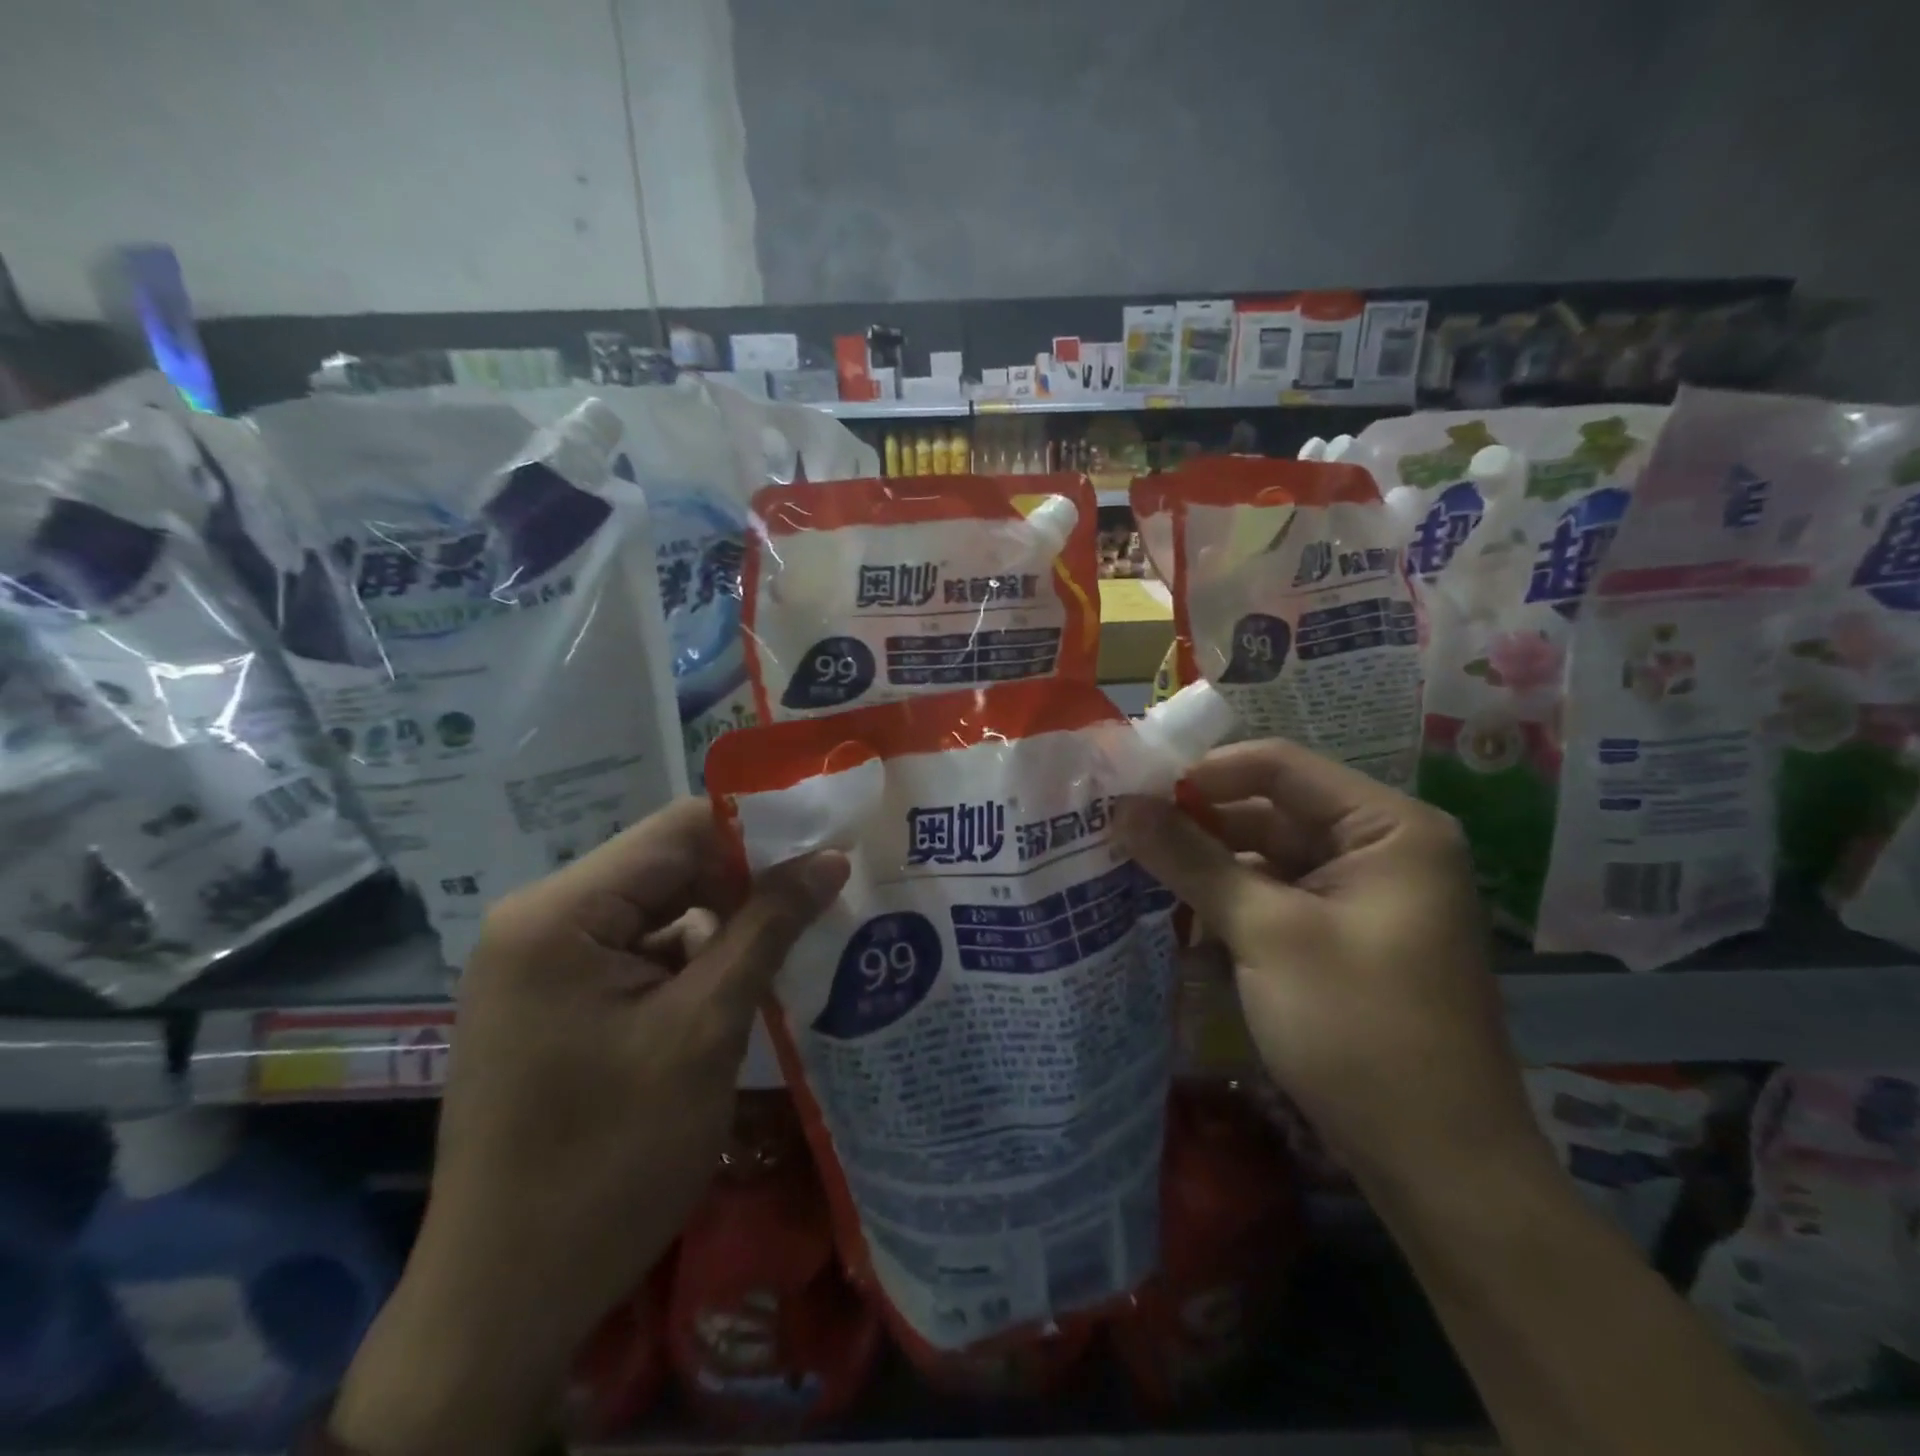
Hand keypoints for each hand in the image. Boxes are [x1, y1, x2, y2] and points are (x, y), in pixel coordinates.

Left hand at [332, 798, 847, 1455]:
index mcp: (558, 914)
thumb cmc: (610, 1160)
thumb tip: (831, 857)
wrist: (507, 1303)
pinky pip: (640, 954)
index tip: (828, 848)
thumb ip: (768, 928)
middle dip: (746, 883)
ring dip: (726, 925)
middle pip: (666, 869)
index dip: (758, 832)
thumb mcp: (705, 1031)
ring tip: (801, 937)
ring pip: (659, 912)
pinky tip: (747, 982)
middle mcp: (540, 923)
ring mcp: (543, 965)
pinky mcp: (557, 1003)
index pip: (676, 831)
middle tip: (825, 898)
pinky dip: (695, 961)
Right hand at [1118, 740, 1547, 1192]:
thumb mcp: (1267, 933)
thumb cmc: (1360, 1030)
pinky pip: (1275, 897)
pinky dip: (1228, 902)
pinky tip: (1174, 913)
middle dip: (1197, 822)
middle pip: (1272, 810)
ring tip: (1132, 866)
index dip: (1204, 772)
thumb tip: (1120, 806)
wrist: (1437, 1168)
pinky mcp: (1342, 937)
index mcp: (1389, 827)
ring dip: (1206, 865)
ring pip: (1267, 856)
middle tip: (1120, 829)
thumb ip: (1191, 860)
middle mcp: (1381, 848)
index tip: (1133, 790)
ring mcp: (1362, 896)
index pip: (1280, 766)